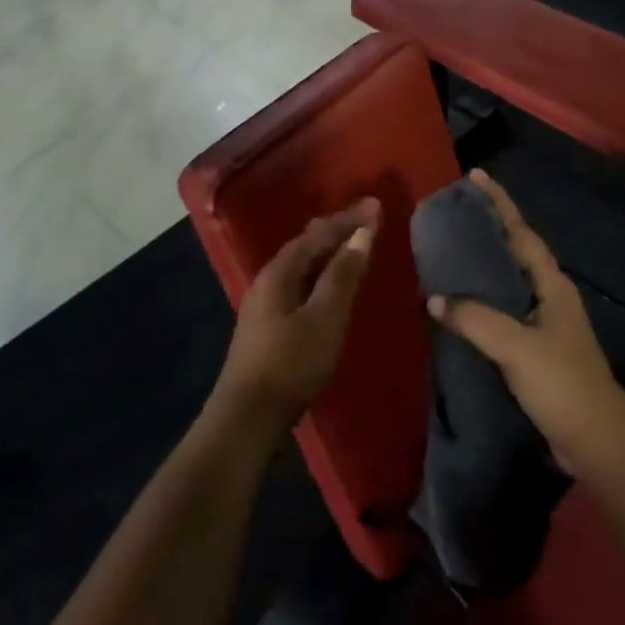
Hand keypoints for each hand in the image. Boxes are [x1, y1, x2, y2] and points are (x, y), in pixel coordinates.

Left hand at [208, 199, 381, 444]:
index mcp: (280, 271)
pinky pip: (298, 283)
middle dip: (336, 229)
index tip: (377, 206)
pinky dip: (320, 274)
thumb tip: (362, 233)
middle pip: (305, 245)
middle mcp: (268, 279)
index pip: (318, 233)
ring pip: (301, 265)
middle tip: (366, 220)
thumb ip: (343, 275)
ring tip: (352, 246)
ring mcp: (264, 303)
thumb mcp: (325, 318)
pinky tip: (328, 287)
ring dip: (328, 252)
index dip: (348, 219)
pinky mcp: (266, 325)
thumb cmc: (291, 364)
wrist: (247, 418)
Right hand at [427, 172, 624, 474]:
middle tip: (451, 213)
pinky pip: (499, 312)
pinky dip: (478, 301)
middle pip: (513, 251)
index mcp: (551, 285)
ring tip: (445, 250)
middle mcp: (548, 296)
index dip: (499, 203)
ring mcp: (542, 323)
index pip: (521, 232)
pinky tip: (455, 306)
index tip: (475, 176)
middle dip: (486, 228)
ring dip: (479, 265)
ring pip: (505, 282)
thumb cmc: (563, 384)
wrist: (598, 443)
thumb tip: (436, 298)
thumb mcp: (517, 347)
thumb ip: (475, 319)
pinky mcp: (532, 349)